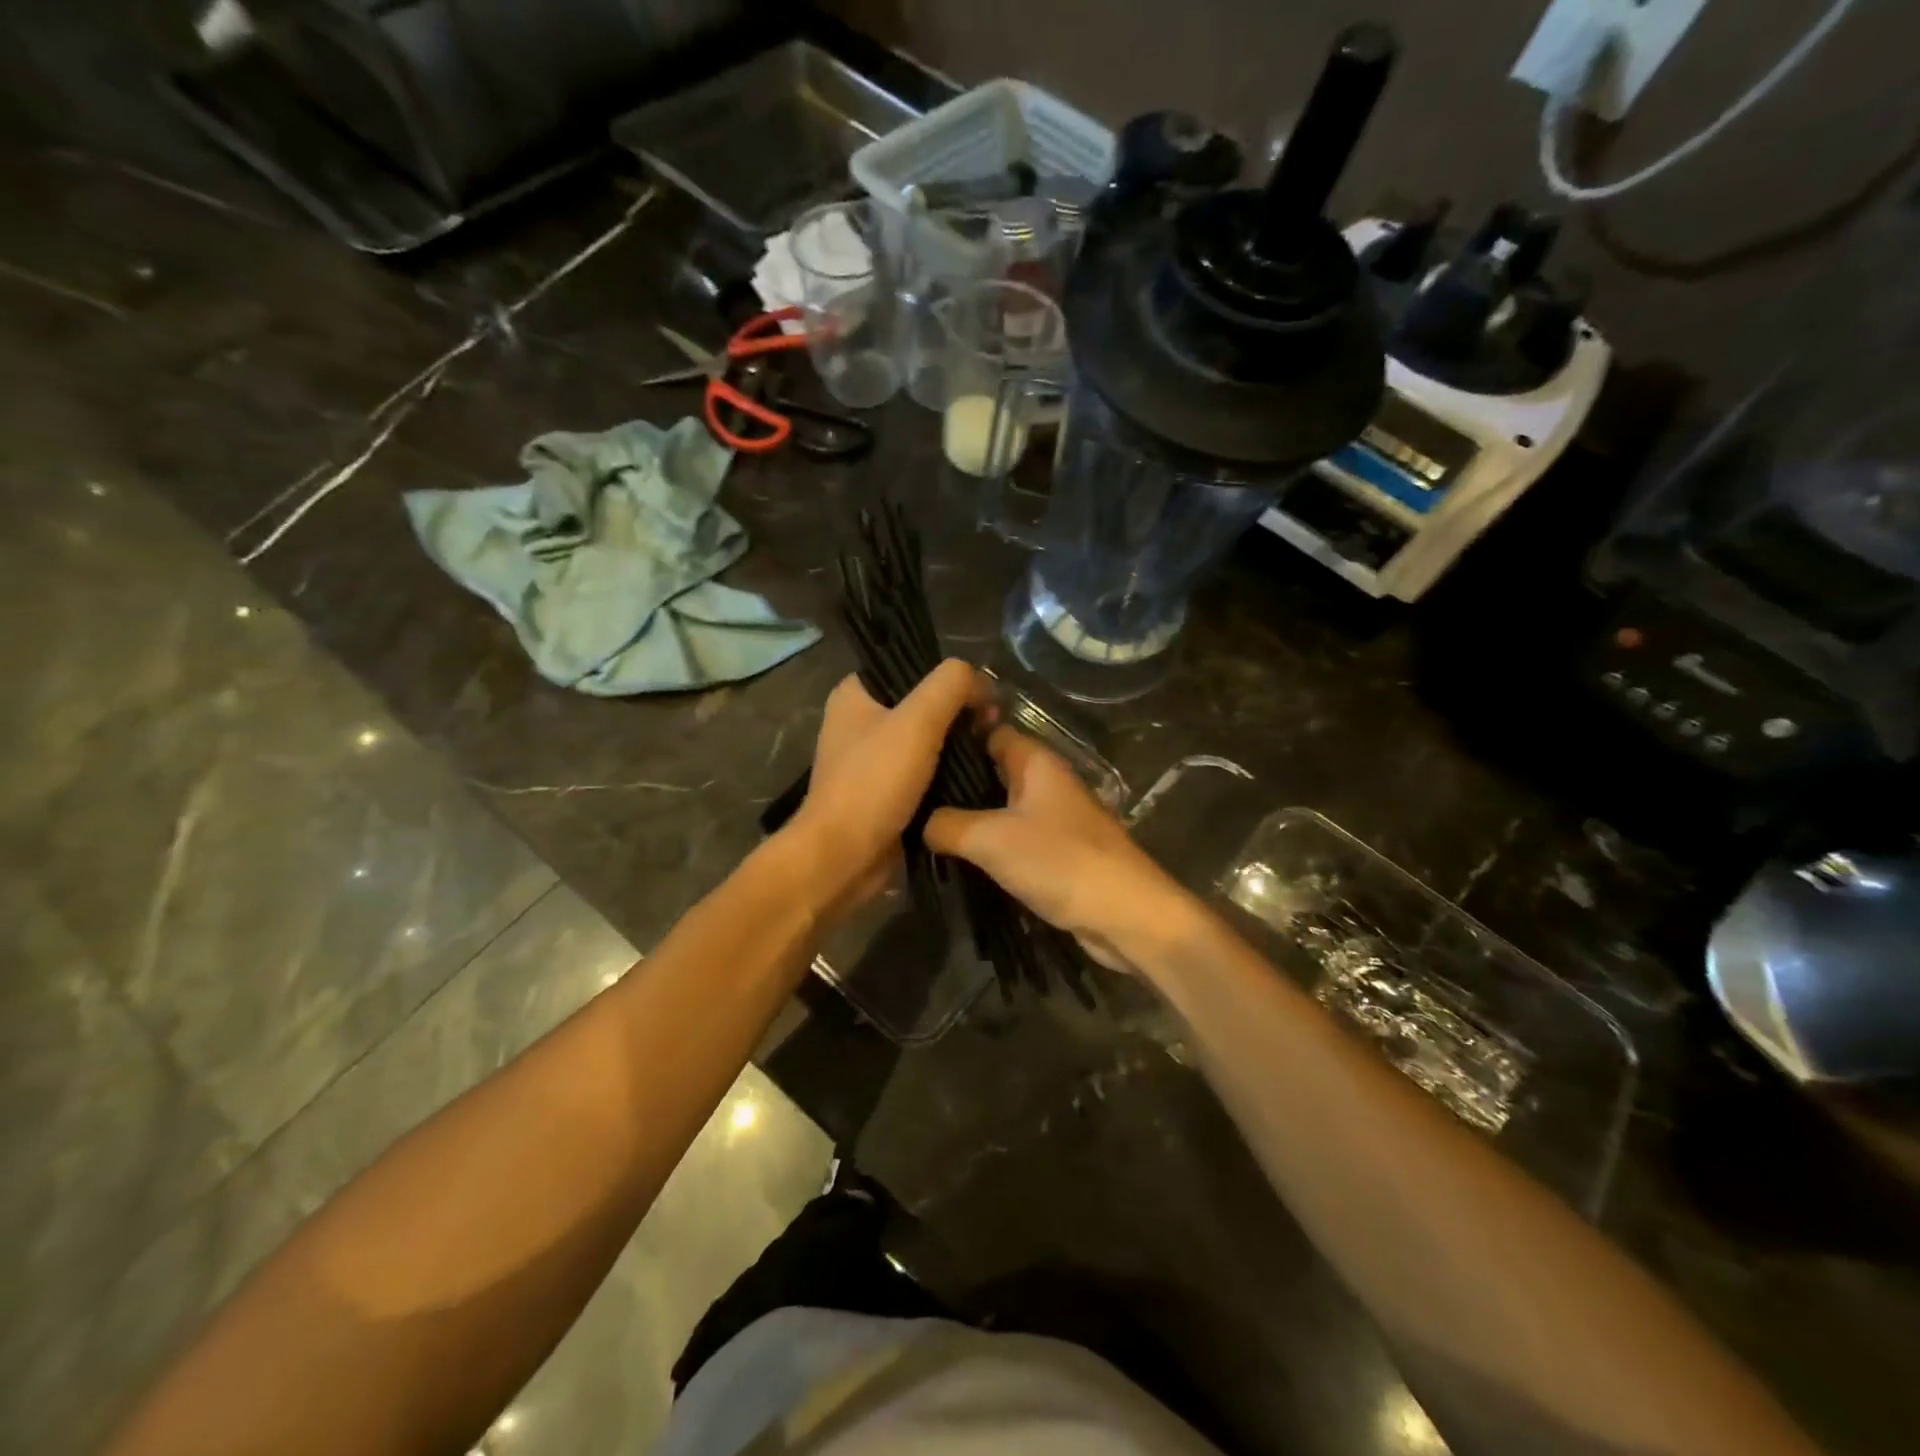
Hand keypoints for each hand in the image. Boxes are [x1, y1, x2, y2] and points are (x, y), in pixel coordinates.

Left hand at [789, 660, 990, 914]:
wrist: (844, 858)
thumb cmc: (875, 782)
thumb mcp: (918, 721)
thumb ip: (952, 685)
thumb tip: (982, 682)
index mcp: (855, 694)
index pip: (911, 666)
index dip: (951, 677)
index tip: (983, 697)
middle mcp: (859, 722)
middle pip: (922, 703)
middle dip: (960, 713)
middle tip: (993, 727)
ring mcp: (870, 760)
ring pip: (926, 740)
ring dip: (957, 746)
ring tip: (991, 750)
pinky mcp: (884, 792)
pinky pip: (924, 772)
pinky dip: (948, 774)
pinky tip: (976, 777)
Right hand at [925, 727, 1191, 973]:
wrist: (1124, 913)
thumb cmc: (1059, 861)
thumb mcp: (991, 839)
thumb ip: (948, 825)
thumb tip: (919, 822)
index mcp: (1036, 762)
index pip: (990, 732)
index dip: (955, 738)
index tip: (913, 751)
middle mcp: (1046, 782)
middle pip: (994, 771)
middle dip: (956, 782)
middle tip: (909, 795)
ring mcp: (1055, 818)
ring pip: (1002, 807)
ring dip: (971, 817)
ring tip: (922, 826)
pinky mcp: (1058, 852)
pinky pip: (1015, 838)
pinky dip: (991, 844)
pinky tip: (960, 857)